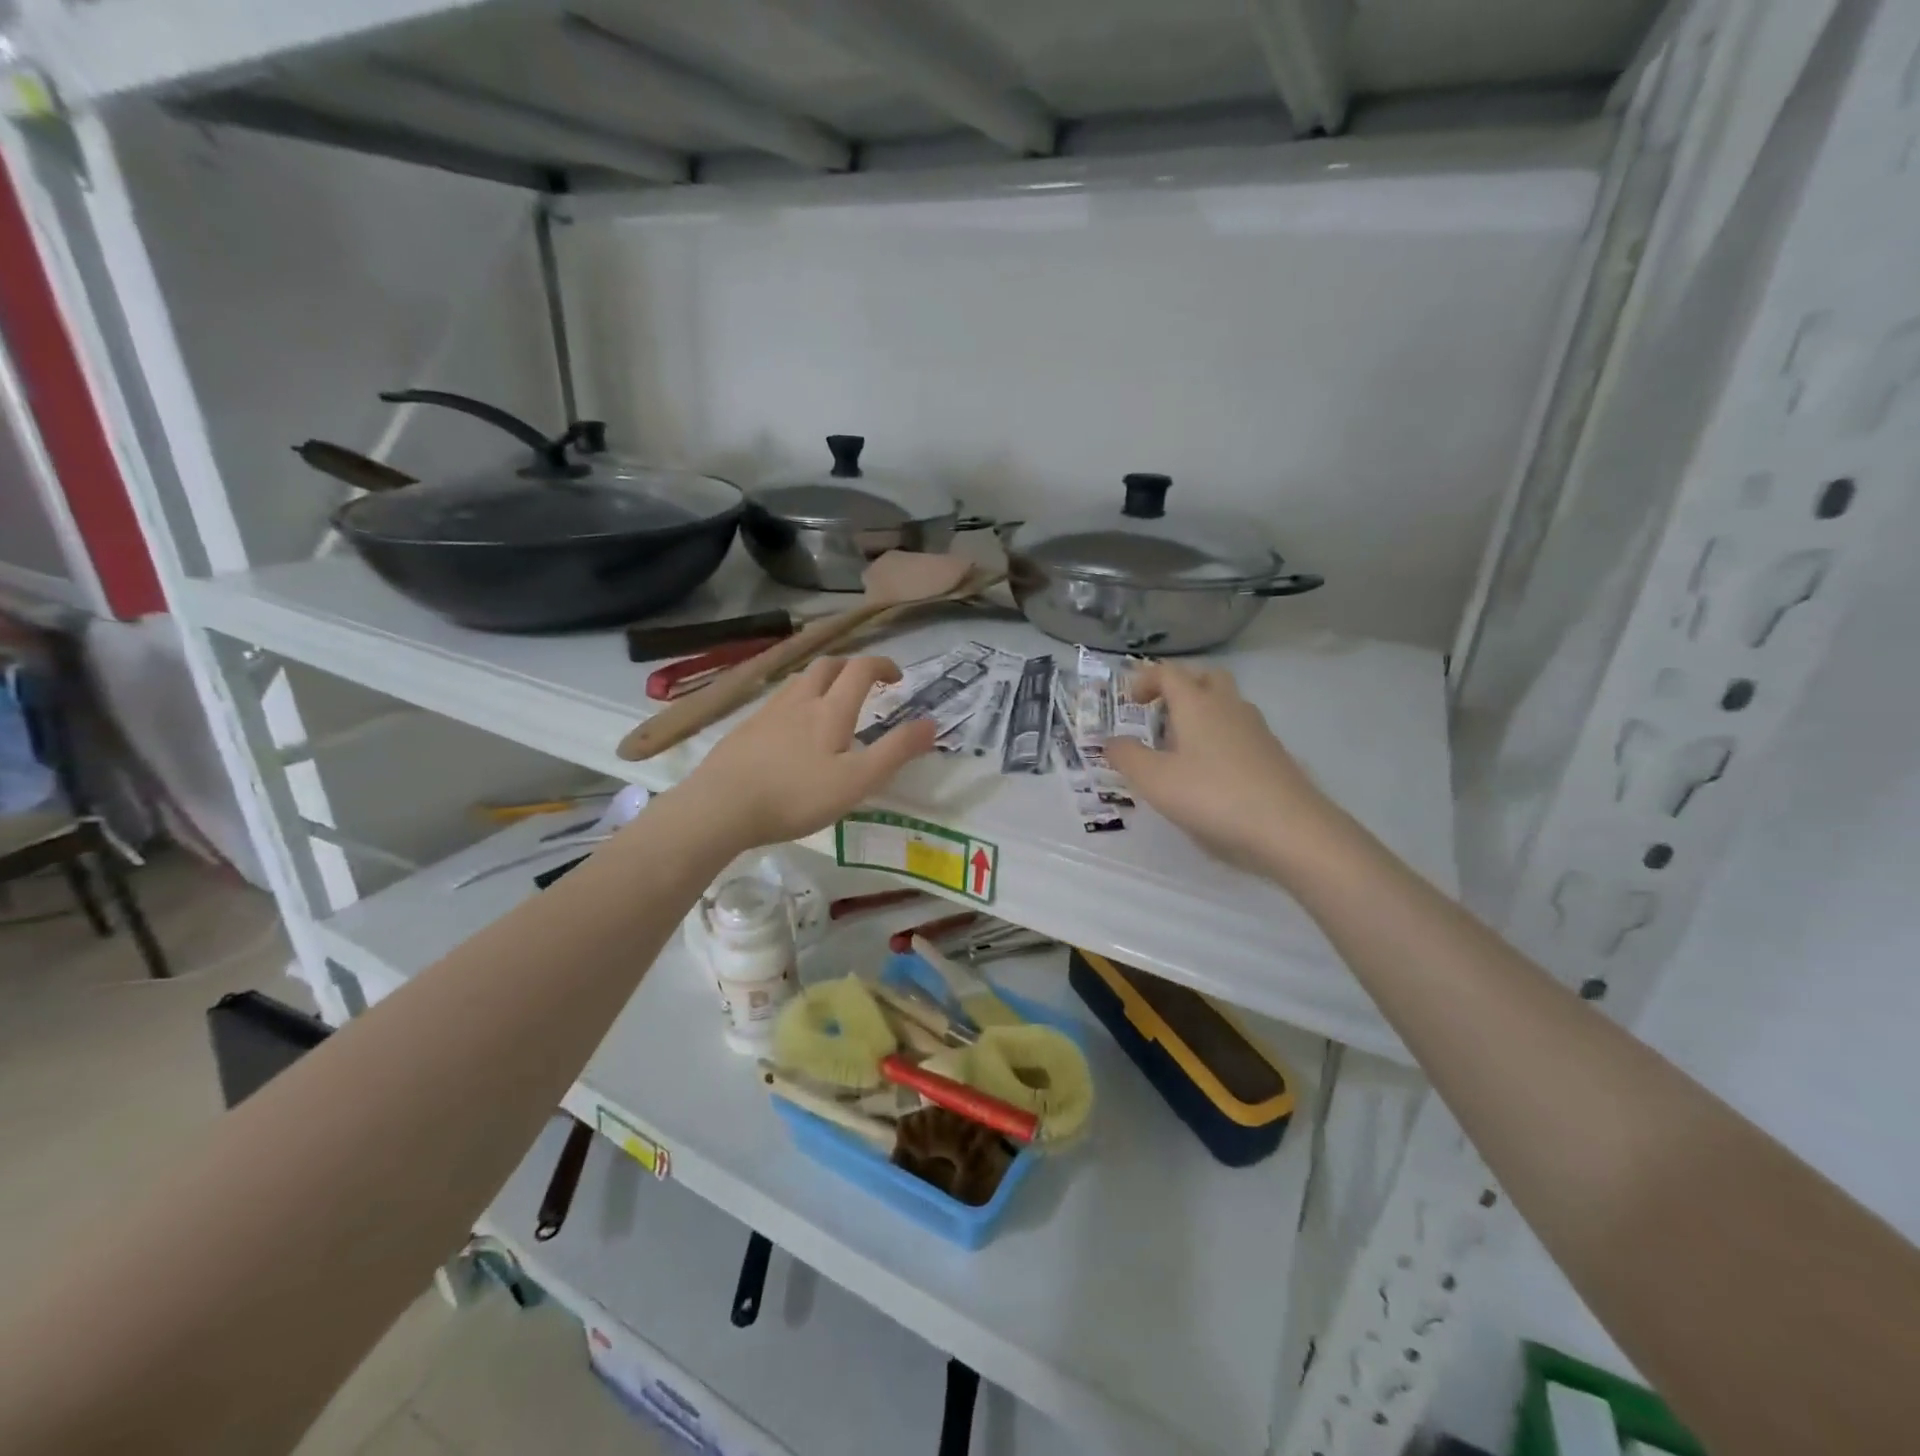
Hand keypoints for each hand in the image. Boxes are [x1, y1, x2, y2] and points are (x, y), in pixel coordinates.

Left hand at [670, 656, 936, 851]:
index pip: (861, 669)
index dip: (882, 665)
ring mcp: (767, 712)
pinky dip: (796, 701)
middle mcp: (799, 700)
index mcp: (830, 710)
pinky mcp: (745, 729)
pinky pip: (778, 701)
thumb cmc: (796, 796)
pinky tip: (792, 730)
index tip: (897, 678)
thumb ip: (896, 751)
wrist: (721, 806)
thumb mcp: (857, 781)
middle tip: (866, 685)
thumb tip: (932, 723)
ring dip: (822, 681)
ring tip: (832, 703)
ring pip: (799, 681)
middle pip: (827, 665)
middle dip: (851, 667)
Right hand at [1103, 662, 1333, 871]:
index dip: (1144, 680)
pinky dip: (1219, 737)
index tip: (1128, 701)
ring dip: (1201, 712)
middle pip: (1205, 677)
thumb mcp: (1155, 780)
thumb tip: (1111, 742)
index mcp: (1197, 704)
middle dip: (1180, 686)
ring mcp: (1256, 730)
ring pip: (1226, 704)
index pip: (1168, 673)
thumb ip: (1127, 757)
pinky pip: (1239, 731)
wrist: (1290, 830)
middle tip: (1159, 713)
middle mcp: (1228, 707)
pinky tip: (1209, 772)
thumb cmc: (1212, 796)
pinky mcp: (1273, 755)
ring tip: (1180, 747)